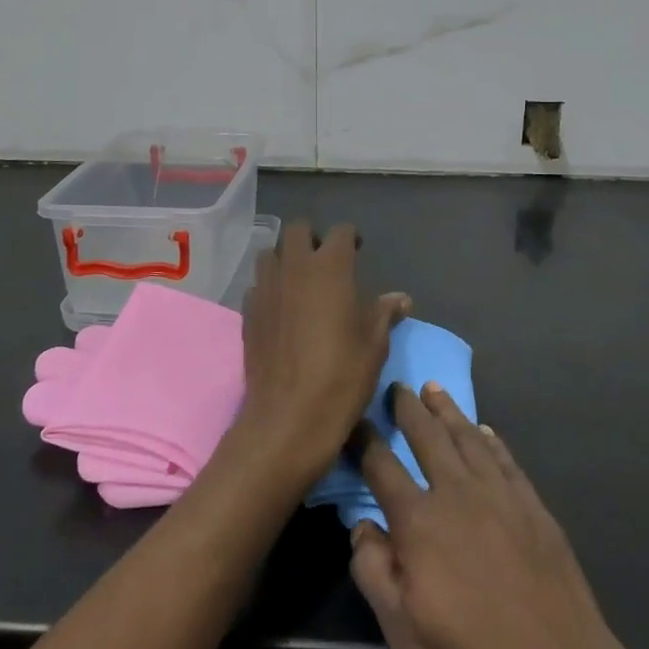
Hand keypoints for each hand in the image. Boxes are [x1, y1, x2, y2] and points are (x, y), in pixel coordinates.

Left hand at [233, 221, 408, 485]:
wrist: (288, 418)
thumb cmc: (341, 377)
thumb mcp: (374, 345)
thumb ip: (384, 313)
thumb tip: (401, 299)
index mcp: (330, 268)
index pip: (341, 232)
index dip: (351, 239)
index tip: (358, 252)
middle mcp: (294, 268)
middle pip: (297, 230)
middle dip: (312, 238)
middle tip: (326, 262)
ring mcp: (266, 288)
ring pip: (271, 254)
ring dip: (286, 260)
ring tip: (300, 282)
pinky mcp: (248, 312)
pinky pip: (258, 285)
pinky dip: (270, 288)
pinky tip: (281, 310)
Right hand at [350, 387, 648, 648]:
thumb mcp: (401, 629)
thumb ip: (373, 570)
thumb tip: (361, 525)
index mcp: (418, 519)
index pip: (381, 465)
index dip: (363, 439)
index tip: (352, 419)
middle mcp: (457, 491)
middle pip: (427, 436)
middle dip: (408, 408)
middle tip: (397, 386)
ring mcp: (499, 493)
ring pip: (467, 436)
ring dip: (448, 410)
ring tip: (434, 389)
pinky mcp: (533, 504)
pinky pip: (505, 457)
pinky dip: (490, 438)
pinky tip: (484, 430)